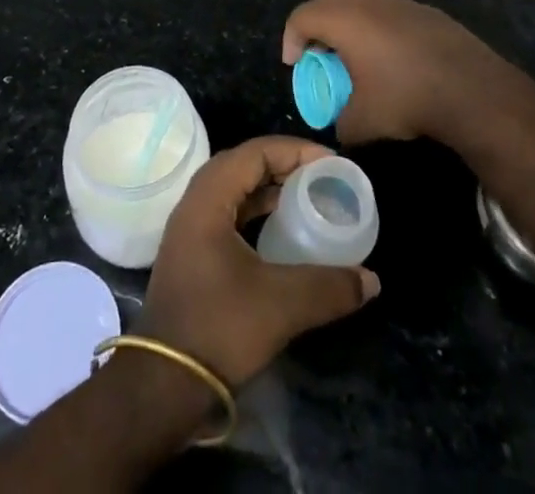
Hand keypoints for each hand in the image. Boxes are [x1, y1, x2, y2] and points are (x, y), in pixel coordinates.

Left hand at [139, 137, 379, 387]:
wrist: (163, 384)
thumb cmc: (218, 327)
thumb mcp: (281, 305)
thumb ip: (329, 287)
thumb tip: (371, 280)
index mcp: (208, 197)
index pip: (255, 152)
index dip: (295, 150)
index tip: (331, 163)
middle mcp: (196, 202)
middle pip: (245, 165)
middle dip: (286, 165)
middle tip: (324, 177)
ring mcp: (191, 228)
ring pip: (237, 190)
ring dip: (271, 189)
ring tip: (309, 198)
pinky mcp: (194, 252)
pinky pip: (231, 213)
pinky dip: (259, 212)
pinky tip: (283, 231)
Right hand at [282, 0, 525, 144]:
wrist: (472, 89)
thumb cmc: (407, 98)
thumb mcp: (364, 122)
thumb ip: (341, 123)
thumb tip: (339, 126)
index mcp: (344, 20)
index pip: (302, 16)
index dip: (291, 39)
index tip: (295, 64)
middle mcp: (367, 1)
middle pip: (328, 0)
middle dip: (317, 23)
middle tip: (319, 53)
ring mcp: (398, 2)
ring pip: (361, 1)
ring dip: (349, 22)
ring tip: (354, 54)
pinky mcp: (424, 10)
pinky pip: (388, 11)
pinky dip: (378, 27)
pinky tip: (392, 57)